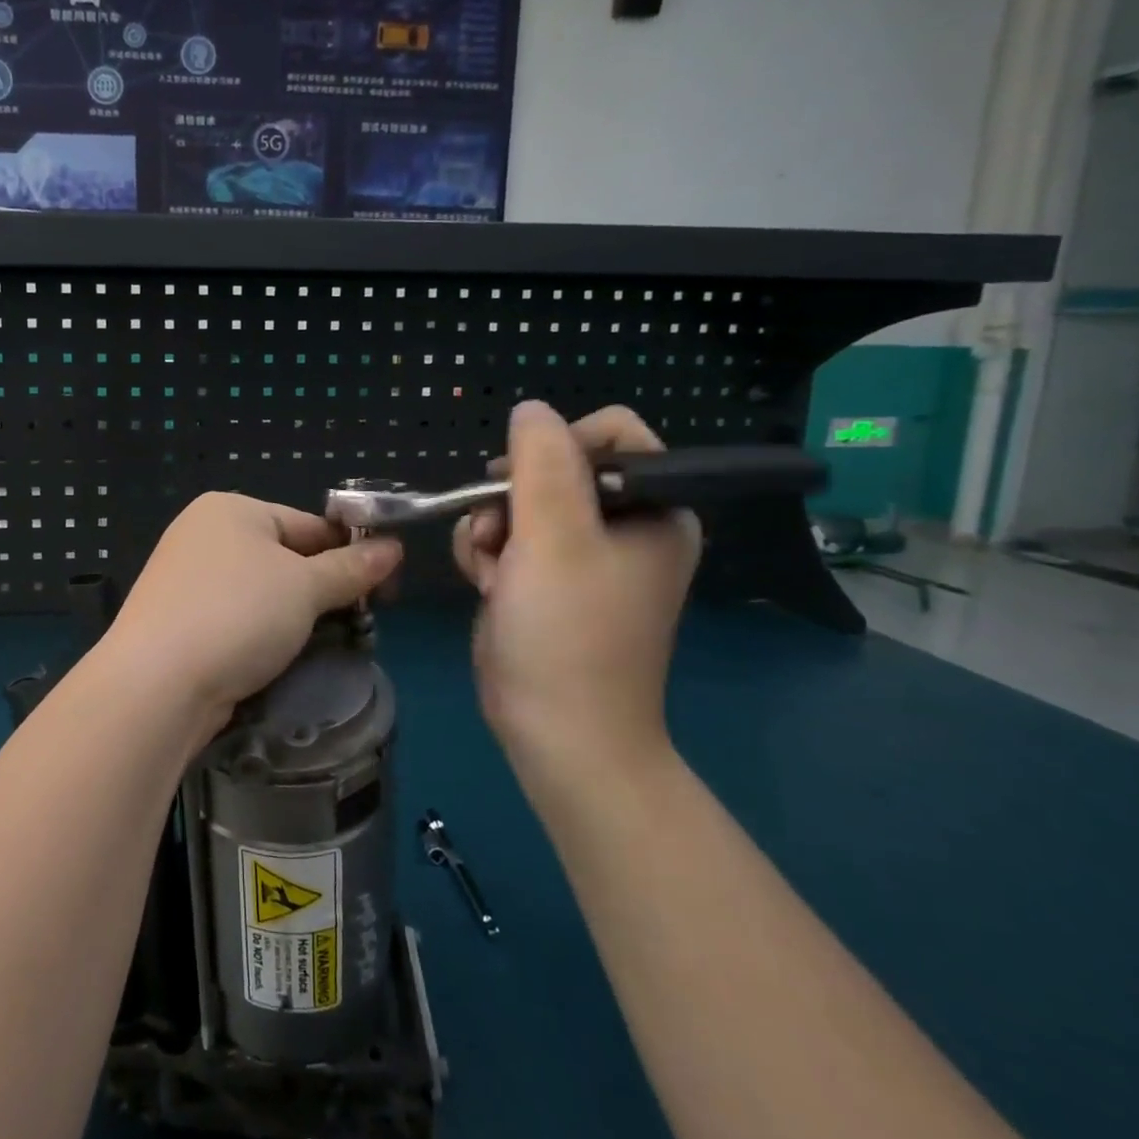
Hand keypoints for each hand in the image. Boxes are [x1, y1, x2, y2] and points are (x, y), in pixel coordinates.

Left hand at [102, 492, 403, 731]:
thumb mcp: (305, 587)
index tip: (387, 591)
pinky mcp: (179, 621)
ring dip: (295, 617)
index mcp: (231, 509)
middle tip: (361, 623)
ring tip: (328, 645)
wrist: (158, 681)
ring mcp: (186, 579)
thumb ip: (351, 568)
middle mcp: (204, 535)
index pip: (309, 525)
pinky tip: (281, 659)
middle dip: (323, 590)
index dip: (351, 555)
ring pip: (262, 593)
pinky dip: (262, 635)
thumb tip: (394, 548)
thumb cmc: (238, 614)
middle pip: (285, 558)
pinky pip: (237, 619)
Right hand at [453, 402, 700, 803]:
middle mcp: (623, 527)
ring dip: (490, 529)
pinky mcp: (545, 580)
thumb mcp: (554, 538)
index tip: (524, 484)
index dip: (558, 448)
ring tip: (491, 570)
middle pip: (552, 467)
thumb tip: (531, 408)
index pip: (609, 434)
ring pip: (517, 503)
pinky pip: (506, 538)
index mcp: (654, 510)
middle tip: (501, 534)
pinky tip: (485, 585)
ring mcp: (581, 556)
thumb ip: (542, 463)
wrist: (556, 730)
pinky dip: (486, 555)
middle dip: (511, 497)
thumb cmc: (567, 632)